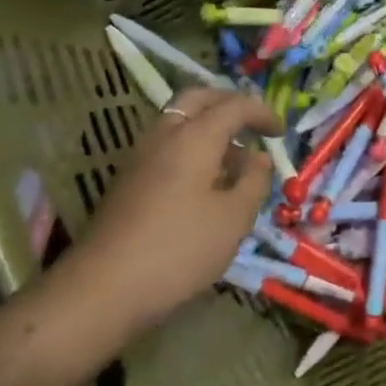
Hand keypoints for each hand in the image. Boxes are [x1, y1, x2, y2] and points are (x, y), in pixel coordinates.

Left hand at [61, 86, 280, 333]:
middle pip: (199, 98)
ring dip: (208, 127)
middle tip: (252, 126)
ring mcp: (141, 155)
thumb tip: (259, 158)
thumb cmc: (179, 249)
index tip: (281, 134)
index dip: (263, 113)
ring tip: (232, 160)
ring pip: (179, 121)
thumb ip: (253, 181)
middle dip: (229, 104)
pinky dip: (190, 147)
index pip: (235, 105)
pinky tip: (203, 183)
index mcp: (195, 136)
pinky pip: (166, 144)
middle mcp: (165, 134)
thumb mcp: (233, 219)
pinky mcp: (128, 179)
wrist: (103, 288)